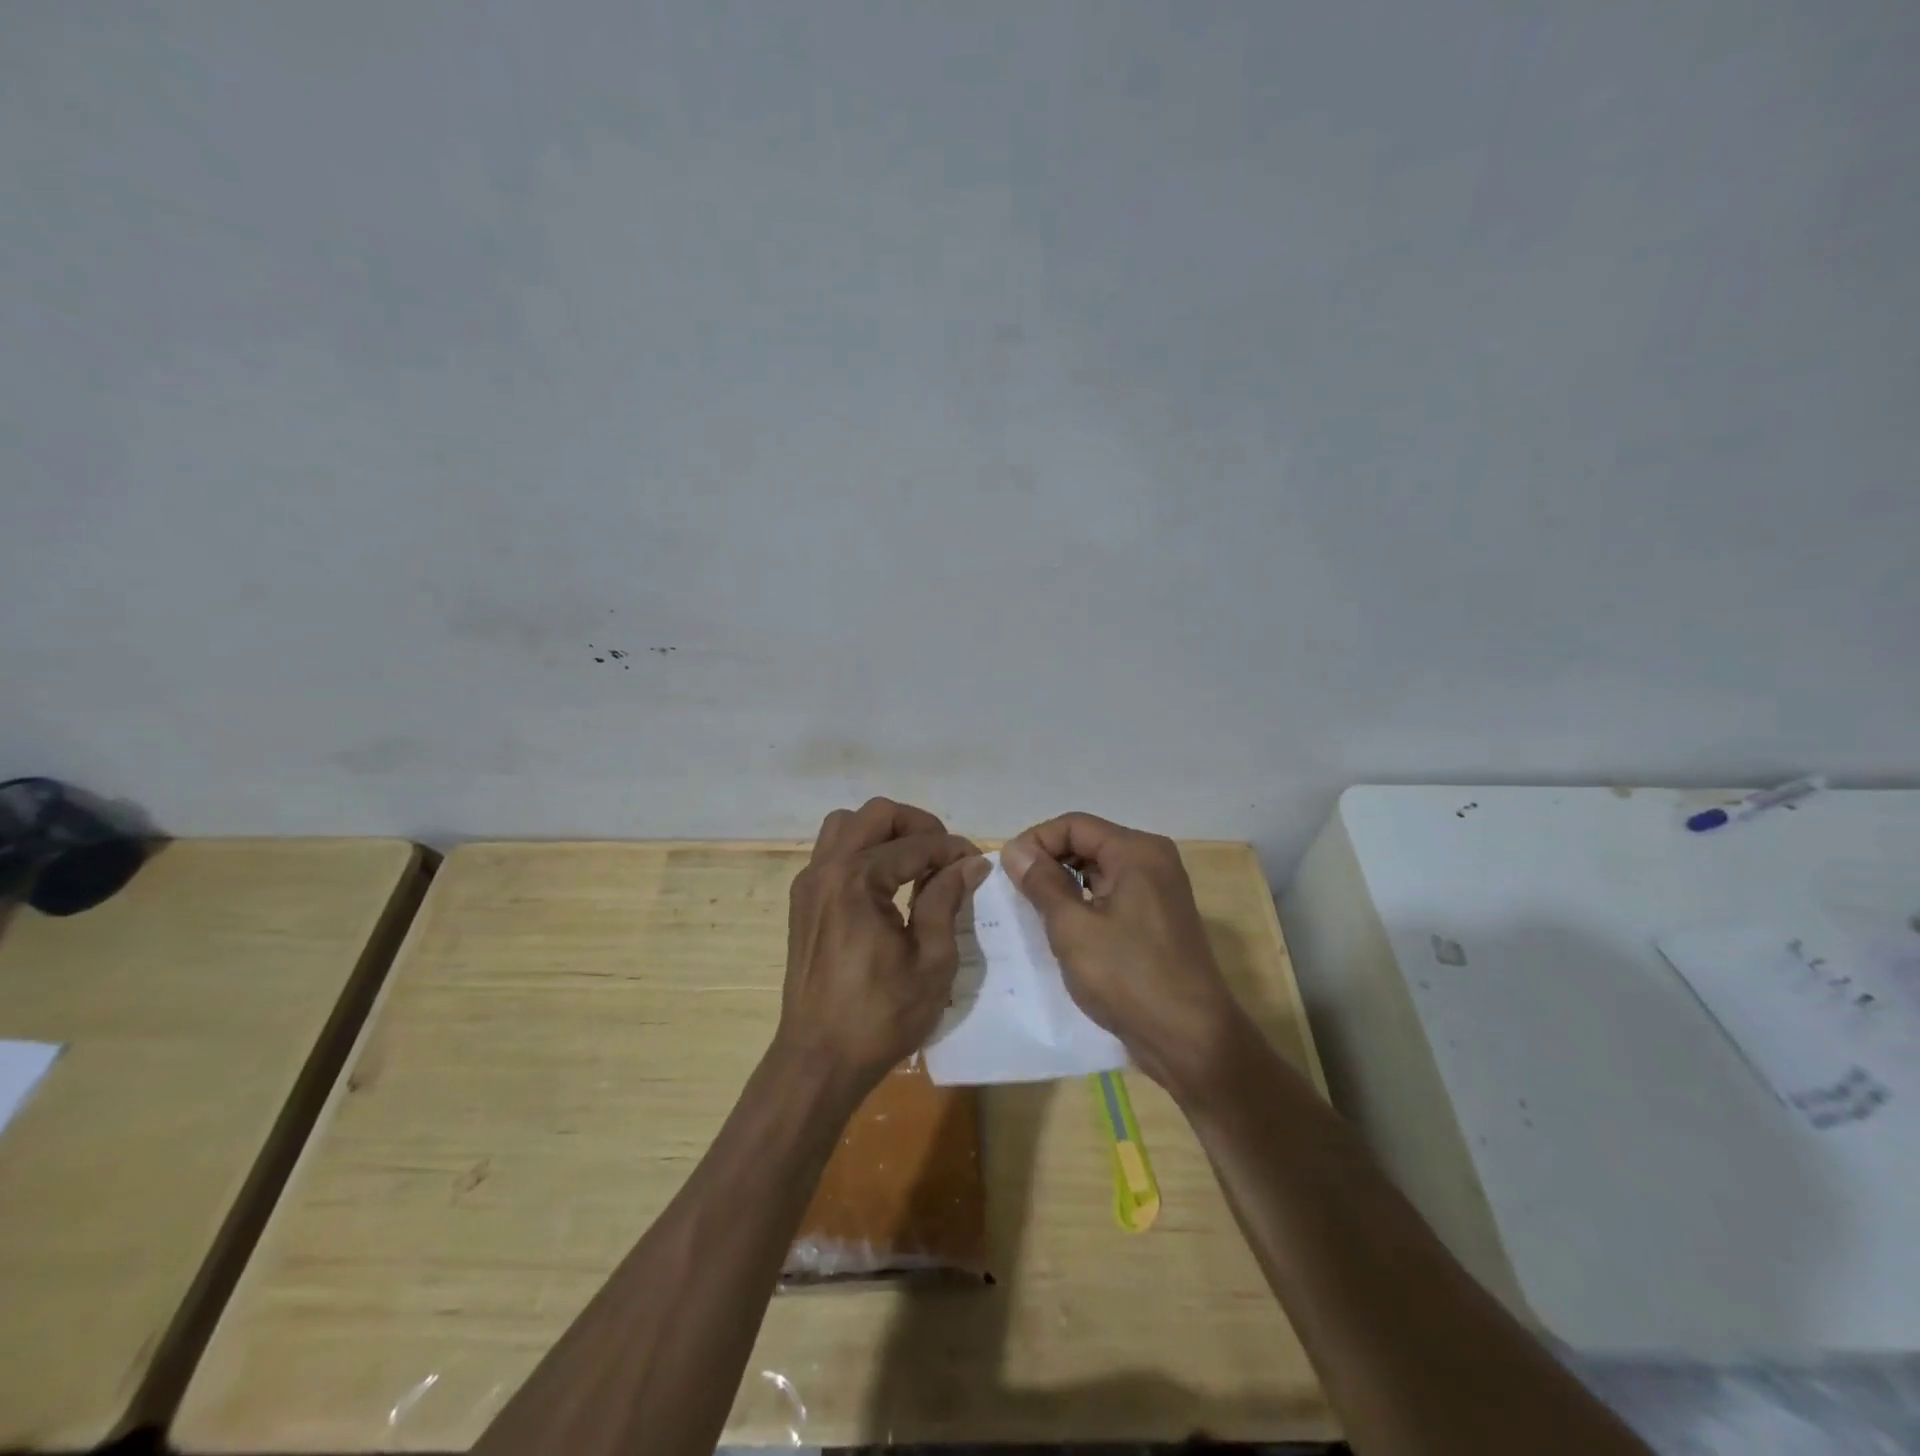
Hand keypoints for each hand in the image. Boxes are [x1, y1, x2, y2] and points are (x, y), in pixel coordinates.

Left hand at [778, 798, 990, 1094]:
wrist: (818, 1060)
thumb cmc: (881, 1015)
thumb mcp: (931, 960)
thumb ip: (947, 900)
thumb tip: (971, 863)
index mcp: (857, 880)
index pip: (914, 844)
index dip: (952, 849)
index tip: (977, 863)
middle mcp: (826, 869)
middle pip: (875, 815)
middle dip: (916, 825)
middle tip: (945, 854)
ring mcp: (809, 884)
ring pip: (845, 826)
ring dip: (883, 833)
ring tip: (914, 862)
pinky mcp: (803, 903)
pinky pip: (832, 853)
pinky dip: (862, 851)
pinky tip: (886, 885)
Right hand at [1000, 813, 1245, 1096]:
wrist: (1191, 1040)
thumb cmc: (1129, 977)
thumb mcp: (1073, 927)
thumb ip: (1042, 882)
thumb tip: (1015, 850)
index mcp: (1137, 851)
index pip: (1074, 825)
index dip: (1036, 842)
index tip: (1007, 872)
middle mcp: (1153, 860)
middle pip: (1088, 842)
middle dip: (1049, 862)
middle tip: (1016, 893)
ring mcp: (1159, 890)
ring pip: (1099, 870)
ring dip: (1065, 885)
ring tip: (1035, 912)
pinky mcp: (1158, 918)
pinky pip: (1112, 894)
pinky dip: (1085, 903)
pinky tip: (1064, 930)